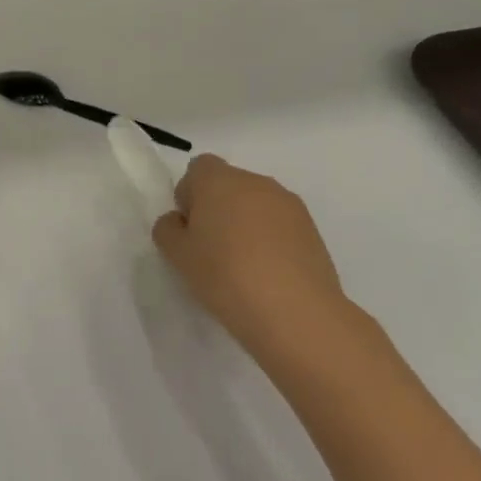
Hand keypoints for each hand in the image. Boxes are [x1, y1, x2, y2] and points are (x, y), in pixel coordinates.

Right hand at [152, 155, 352, 361]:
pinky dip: (270, 238)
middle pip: (228, 184)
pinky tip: (268, 272)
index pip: (198, 168)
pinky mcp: (312, 229)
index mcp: (218, 180)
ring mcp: (289, 204)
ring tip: (243, 264)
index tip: (190, 228)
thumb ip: (168, 229)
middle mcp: (255, 182)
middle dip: (218, 208)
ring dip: (246, 223)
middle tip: (212, 248)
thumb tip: (180, 221)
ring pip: (256, 204)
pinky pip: (280, 224)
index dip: (190, 194)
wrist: (295, 312)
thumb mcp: (177, 255)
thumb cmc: (225, 275)